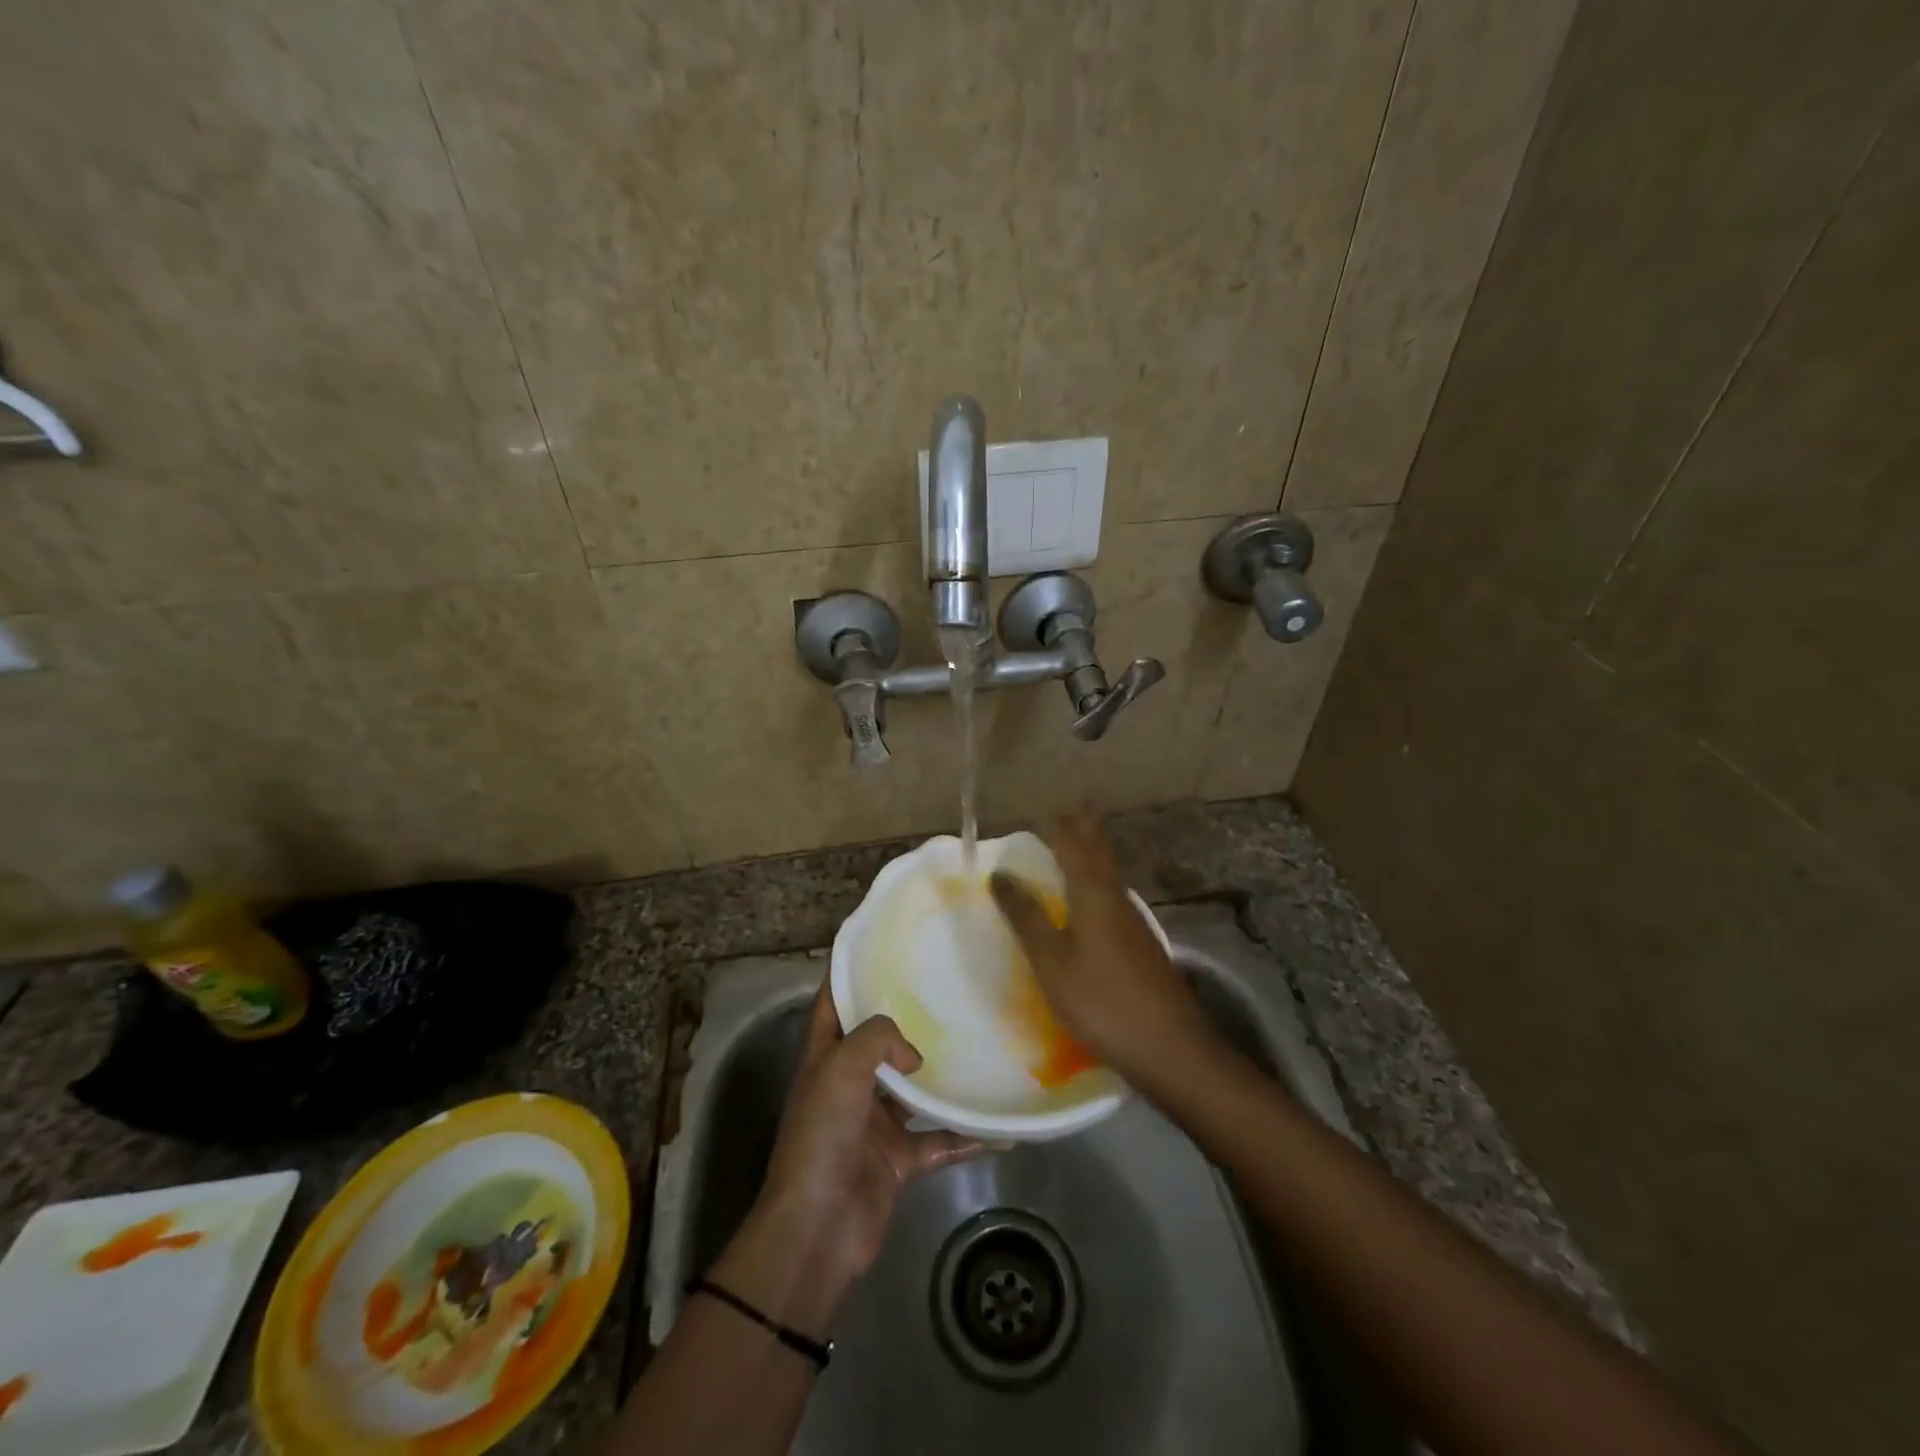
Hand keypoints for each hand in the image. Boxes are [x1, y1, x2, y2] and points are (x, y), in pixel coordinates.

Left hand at [713, 981, 978, 1335]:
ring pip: (913, 1089)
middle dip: (906, 1019)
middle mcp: (847, 1084)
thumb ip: (879, 1039)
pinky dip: (965, 1134)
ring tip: (979, 1046)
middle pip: (877, 1042)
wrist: (817, 1229)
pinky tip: (1000, 1127)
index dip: (848, 973)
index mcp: (824, 1057)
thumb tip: (914, 1056)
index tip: (880, 945)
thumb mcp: (841, 1068)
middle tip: (946, 989)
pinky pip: (939, 1140)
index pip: (831, 1002)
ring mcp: (873, 1123)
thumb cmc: (822, 1136)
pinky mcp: (897, 1159)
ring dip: (940, 1075)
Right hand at [990, 808, 1217, 1091]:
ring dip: (1095, 850)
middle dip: (1085, 826)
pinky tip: (1098, 896)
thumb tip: (1000, 874)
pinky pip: (1115, 893)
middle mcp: (1116, 897)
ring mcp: (1133, 920)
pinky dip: (1101, 878)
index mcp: (1093, 894)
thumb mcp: (1051, 961)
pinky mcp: (1141, 943)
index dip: (1055, 827)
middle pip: (1100, 851)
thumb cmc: (1101, 1001)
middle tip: (1074, 805)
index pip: (1072, 845)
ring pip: (1110, 871)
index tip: (1036, 812)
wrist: (1169, 1046)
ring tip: (1081, 840)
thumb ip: (1026, 917)